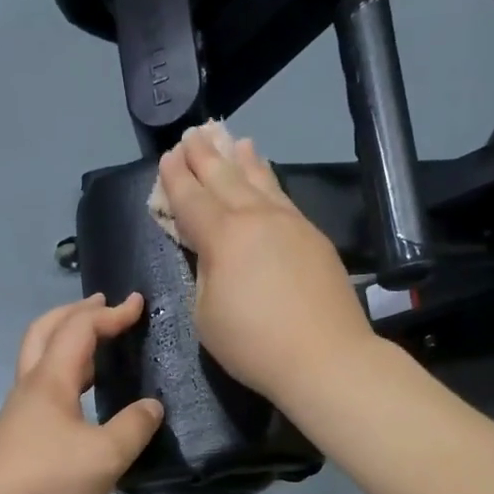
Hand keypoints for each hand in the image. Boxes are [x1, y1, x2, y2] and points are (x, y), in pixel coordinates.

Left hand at [0, 294, 165, 493]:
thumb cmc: (48, 479)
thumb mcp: (106, 455)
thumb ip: (134, 427)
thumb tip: (152, 406)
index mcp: (52, 379)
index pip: (81, 329)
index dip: (111, 313)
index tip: (138, 304)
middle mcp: (32, 385)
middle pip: (46, 330)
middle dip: (75, 312)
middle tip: (102, 304)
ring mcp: (21, 408)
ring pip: (40, 357)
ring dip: (66, 339)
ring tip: (96, 344)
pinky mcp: (18, 431)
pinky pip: (43, 383)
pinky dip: (64, 370)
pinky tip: (81, 393)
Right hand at [157, 122, 378, 403]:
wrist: (325, 357)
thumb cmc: (254, 344)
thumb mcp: (206, 316)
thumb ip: (204, 275)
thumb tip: (214, 255)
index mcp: (223, 237)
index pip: (192, 199)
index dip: (176, 178)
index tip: (168, 157)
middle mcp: (256, 218)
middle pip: (226, 179)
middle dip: (205, 157)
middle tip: (193, 136)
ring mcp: (290, 224)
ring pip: (261, 181)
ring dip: (242, 160)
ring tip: (234, 141)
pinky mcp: (314, 237)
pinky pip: (284, 197)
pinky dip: (270, 181)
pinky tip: (268, 179)